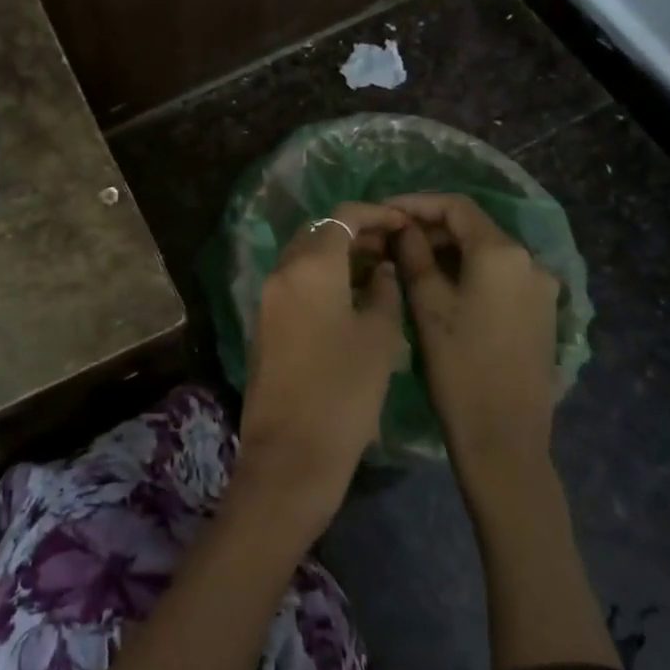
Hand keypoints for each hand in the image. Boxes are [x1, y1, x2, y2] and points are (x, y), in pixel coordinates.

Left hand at [236, 202, 407, 528]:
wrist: (290, 455)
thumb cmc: (344, 393)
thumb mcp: (379, 338)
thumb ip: (384, 290)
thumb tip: (381, 269)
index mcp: (309, 267)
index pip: (342, 217)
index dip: (376, 214)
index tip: (404, 224)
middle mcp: (281, 273)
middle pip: (318, 233)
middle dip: (355, 233)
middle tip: (393, 247)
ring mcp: (268, 298)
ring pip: (305, 258)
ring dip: (338, 256)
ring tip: (380, 270)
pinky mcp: (265, 323)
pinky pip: (295, 283)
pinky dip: (323, 279)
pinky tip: (353, 298)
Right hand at [387, 192, 560, 469]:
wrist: (504, 437)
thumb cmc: (458, 366)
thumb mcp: (427, 303)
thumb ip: (413, 254)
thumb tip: (403, 227)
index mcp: (502, 253)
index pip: (456, 206)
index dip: (416, 203)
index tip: (384, 211)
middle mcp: (530, 262)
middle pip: (474, 227)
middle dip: (431, 227)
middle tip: (391, 238)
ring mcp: (541, 288)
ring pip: (487, 251)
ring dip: (449, 249)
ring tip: (409, 261)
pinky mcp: (541, 312)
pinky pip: (500, 275)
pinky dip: (469, 270)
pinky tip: (441, 286)